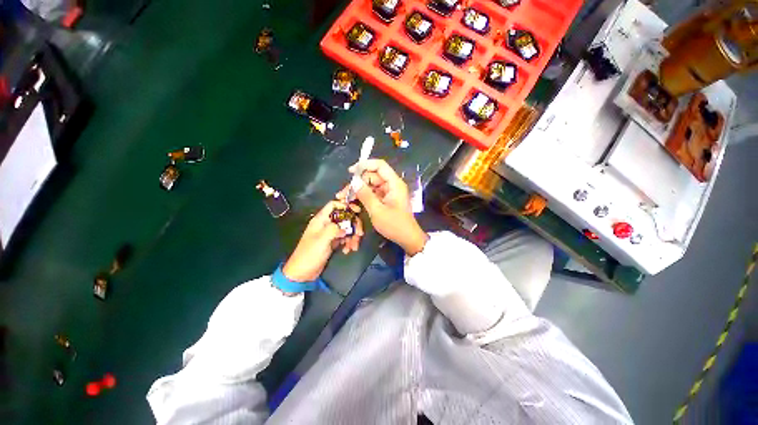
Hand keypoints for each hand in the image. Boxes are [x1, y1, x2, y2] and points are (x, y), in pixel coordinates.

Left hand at [282, 201, 362, 282]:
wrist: (303, 272)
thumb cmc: (310, 254)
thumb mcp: (322, 240)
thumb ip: (334, 229)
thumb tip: (346, 228)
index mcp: (321, 220)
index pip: (333, 205)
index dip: (345, 205)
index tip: (356, 211)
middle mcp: (326, 224)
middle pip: (344, 217)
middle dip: (353, 225)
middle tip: (359, 234)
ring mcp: (330, 233)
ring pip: (346, 228)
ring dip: (352, 236)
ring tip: (354, 246)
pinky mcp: (333, 242)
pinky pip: (344, 238)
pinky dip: (348, 242)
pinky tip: (348, 250)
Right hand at [338, 159, 427, 255]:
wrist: (407, 238)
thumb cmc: (394, 225)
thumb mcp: (377, 210)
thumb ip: (365, 195)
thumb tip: (354, 181)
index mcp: (394, 184)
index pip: (380, 166)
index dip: (365, 165)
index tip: (350, 172)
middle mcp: (392, 185)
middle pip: (373, 176)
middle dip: (357, 182)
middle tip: (343, 193)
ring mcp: (389, 192)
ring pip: (371, 185)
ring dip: (358, 190)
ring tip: (344, 198)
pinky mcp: (386, 200)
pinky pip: (373, 193)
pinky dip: (363, 196)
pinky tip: (353, 202)